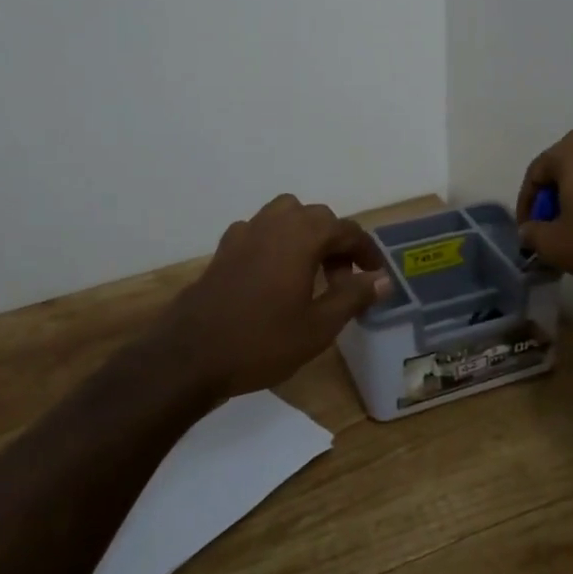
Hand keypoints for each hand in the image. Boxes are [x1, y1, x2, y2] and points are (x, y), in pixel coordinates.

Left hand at [157, 195, 388, 399]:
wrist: (189, 356)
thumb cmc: (262, 341)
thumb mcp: (319, 326)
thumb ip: (353, 296)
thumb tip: (383, 279)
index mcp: (302, 235)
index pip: (347, 230)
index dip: (367, 251)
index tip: (377, 276)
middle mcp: (274, 223)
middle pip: (316, 217)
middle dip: (336, 243)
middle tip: (344, 280)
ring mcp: (244, 233)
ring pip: (285, 217)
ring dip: (305, 236)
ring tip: (310, 272)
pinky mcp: (223, 250)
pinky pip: (259, 232)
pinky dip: (276, 244)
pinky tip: (274, 277)